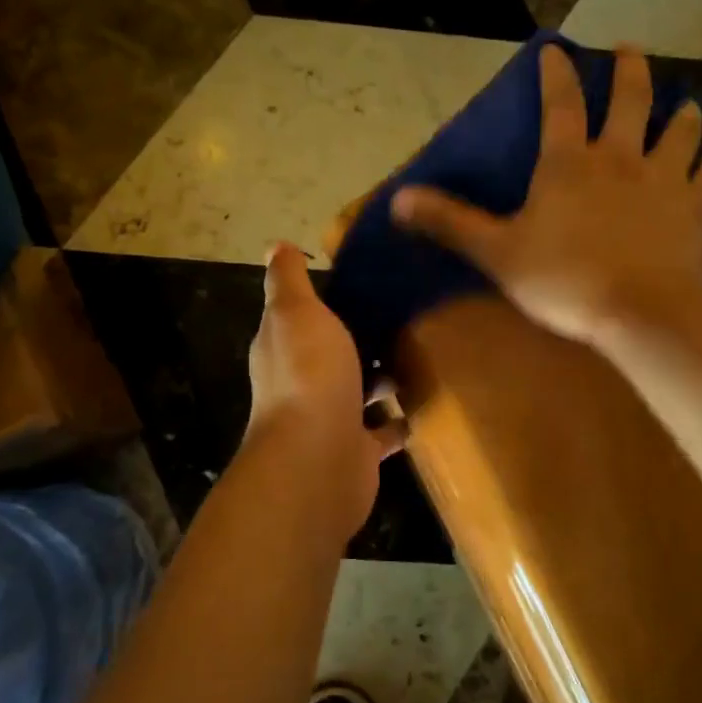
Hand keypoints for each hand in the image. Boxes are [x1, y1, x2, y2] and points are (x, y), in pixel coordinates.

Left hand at [246, 242, 405, 539]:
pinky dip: (398, 420)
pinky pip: (383, 430)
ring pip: (359, 392)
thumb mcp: (296, 311)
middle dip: (361, 339)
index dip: (326, 300)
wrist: (319, 457)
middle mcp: (302, 383)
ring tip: (423, 351)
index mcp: (283, 348)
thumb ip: (288, 280)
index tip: (365, 281)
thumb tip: (276, 245)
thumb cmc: (309, 374)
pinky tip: (426, 401)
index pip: (302, 317)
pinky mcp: (358, 451)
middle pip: (333, 355)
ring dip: (382, 378)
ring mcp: (330, 420)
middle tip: (406, 313)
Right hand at [392, 44, 701, 348]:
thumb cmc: (562, 280)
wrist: (639, 313)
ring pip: (681, 132)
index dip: (556, 74)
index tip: (556, 49)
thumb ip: (450, 222)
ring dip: (682, 115)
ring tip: (685, 105)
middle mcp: (621, 157)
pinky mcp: (694, 209)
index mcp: (569, 163)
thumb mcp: (496, 252)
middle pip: (631, 100)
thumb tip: (396, 199)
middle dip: (630, 70)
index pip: (559, 104)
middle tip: (630, 49)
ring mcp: (664, 180)